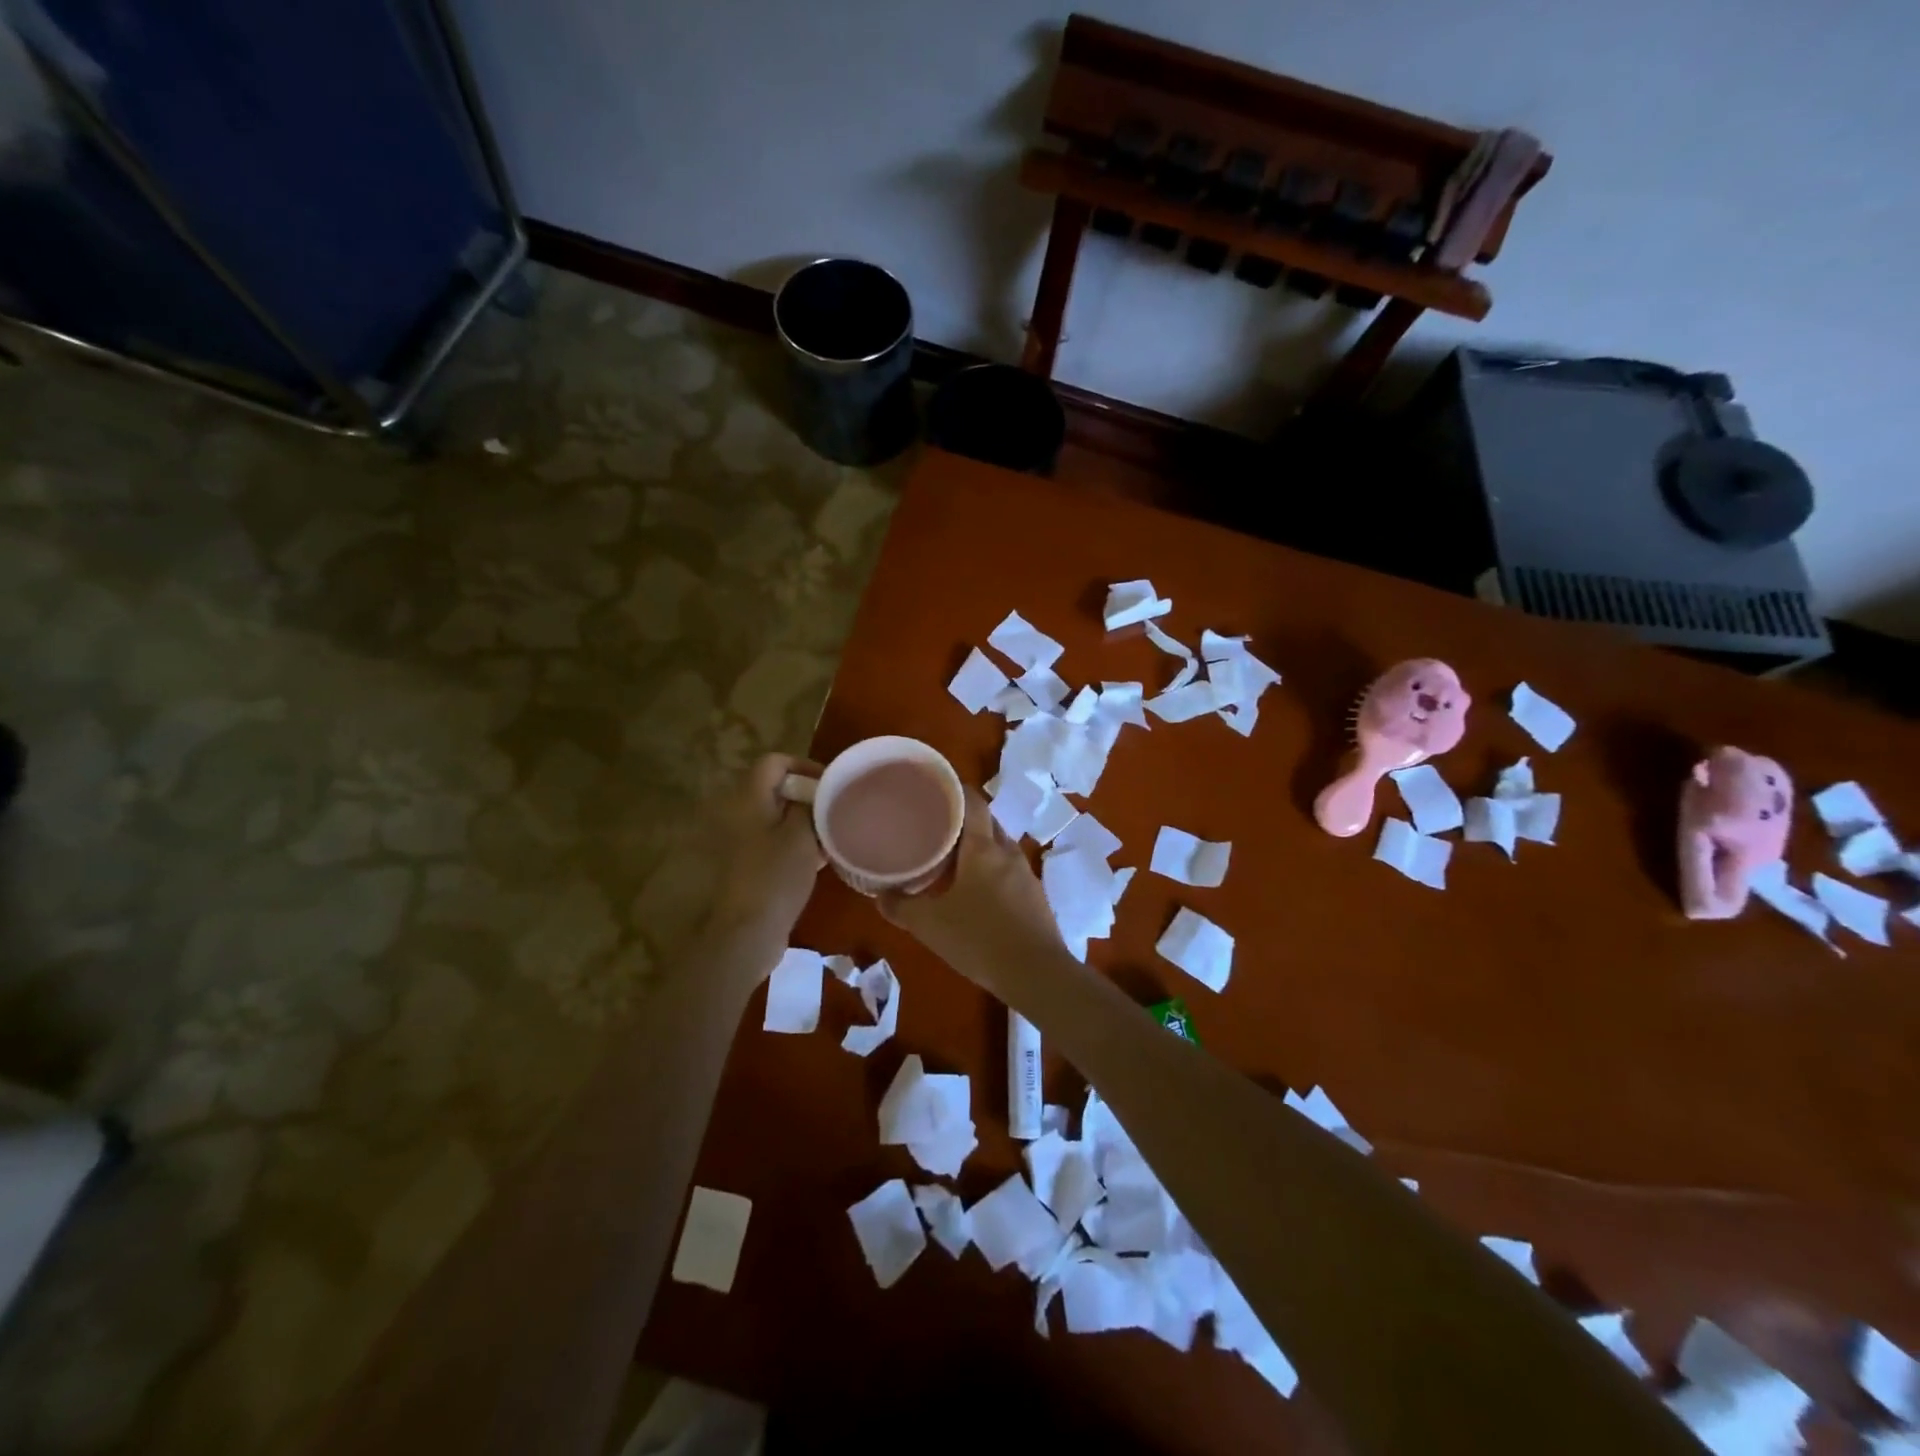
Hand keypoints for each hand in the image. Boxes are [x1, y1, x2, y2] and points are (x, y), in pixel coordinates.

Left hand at [706, 754, 825, 970]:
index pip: (774, 761)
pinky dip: (796, 841)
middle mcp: (740, 813)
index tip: (830, 784)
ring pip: (778, 816)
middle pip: (776, 788)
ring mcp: (741, 841)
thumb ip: (812, 805)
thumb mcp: (802, 834)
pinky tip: (820, 858)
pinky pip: (775, 840)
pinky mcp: (748, 864)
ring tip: (833, 834)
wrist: (749, 930)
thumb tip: (818, 792)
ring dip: (804, 820)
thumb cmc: (776, 876)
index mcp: (749, 799)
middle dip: (808, 795)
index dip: (803, 765)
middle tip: (836, 808)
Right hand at [880, 787, 1064, 996]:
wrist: (1036, 973)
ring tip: (952, 859)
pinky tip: (977, 891)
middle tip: (936, 826)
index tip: (936, 789)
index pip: (973, 802)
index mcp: (983, 848)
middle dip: (964, 820)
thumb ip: (901, 907)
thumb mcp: (929, 925)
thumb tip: (880, 895)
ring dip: (979, 847)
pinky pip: (1009, 870)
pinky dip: (992, 870)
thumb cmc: (979, 939)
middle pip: (987, 822)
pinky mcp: (1036, 896)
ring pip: (999, 847)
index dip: (956, 790)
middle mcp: (1007, 852)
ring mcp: (1026, 874)